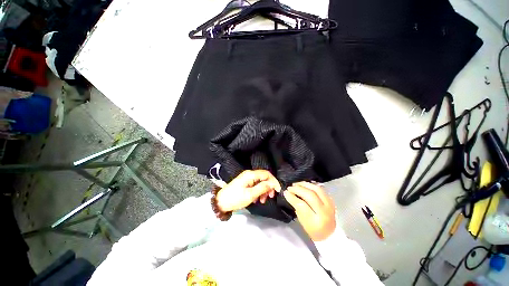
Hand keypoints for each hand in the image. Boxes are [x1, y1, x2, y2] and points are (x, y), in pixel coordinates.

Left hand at [216, 170, 281, 211]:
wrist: (221, 202)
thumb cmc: (235, 198)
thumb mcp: (250, 195)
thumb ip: (262, 188)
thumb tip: (272, 183)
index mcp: (251, 175)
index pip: (267, 174)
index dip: (274, 181)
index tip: (278, 190)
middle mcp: (249, 174)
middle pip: (264, 177)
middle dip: (269, 187)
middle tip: (270, 197)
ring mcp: (247, 178)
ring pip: (260, 182)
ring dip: (264, 190)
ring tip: (262, 200)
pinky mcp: (245, 183)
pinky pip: (255, 185)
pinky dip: (258, 191)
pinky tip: (256, 199)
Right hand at [284, 182, 335, 240]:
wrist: (330, 234)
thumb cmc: (313, 230)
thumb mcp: (302, 222)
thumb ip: (297, 207)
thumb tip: (289, 194)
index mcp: (316, 221)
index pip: (302, 205)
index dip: (292, 197)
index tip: (286, 193)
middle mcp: (324, 212)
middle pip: (309, 195)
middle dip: (298, 189)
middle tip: (290, 188)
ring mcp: (329, 205)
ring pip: (316, 189)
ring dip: (304, 184)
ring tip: (296, 184)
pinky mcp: (331, 200)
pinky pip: (320, 189)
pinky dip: (311, 185)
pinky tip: (304, 185)